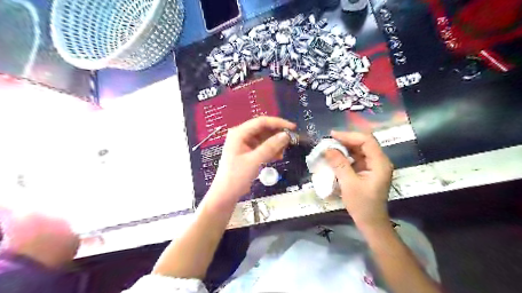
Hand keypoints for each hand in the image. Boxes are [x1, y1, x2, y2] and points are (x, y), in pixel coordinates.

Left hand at [210, 116, 297, 202]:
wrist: (225, 195)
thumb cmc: (236, 177)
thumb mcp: (254, 161)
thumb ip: (270, 147)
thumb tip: (286, 135)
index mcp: (239, 133)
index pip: (261, 121)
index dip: (278, 123)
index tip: (292, 128)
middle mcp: (241, 135)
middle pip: (263, 129)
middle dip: (276, 135)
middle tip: (290, 141)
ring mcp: (244, 144)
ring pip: (264, 138)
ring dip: (274, 144)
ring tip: (283, 152)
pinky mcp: (247, 152)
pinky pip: (261, 147)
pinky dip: (270, 150)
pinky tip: (277, 157)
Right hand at [325, 131, 393, 228]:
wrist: (370, 222)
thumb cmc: (362, 205)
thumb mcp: (349, 184)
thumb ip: (339, 164)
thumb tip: (327, 149)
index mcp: (380, 163)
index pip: (367, 141)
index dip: (349, 135)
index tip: (333, 136)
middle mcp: (379, 161)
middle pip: (364, 143)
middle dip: (346, 140)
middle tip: (329, 141)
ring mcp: (374, 166)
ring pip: (359, 149)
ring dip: (345, 147)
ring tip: (329, 147)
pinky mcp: (367, 170)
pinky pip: (356, 157)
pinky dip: (346, 155)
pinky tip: (335, 157)